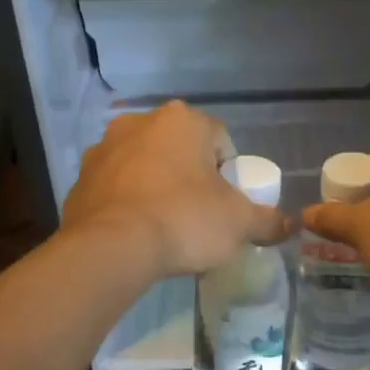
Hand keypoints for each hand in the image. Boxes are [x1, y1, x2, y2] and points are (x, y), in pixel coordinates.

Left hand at [63, 102, 288, 277]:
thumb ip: (268, 221)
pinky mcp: (80, 180)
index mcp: (182, 121)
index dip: (228, 173)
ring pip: (144, 165)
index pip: (219, 140)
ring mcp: (103, 149)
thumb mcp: (238, 224)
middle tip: (198, 214)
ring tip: (164, 225)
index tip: (226, 204)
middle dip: (189, 176)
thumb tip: (289, 226)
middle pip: (179, 149)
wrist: (110, 249)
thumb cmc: (183, 221)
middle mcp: (139, 123)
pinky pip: (115, 188)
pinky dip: (127, 203)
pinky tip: (135, 232)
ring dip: (156, 186)